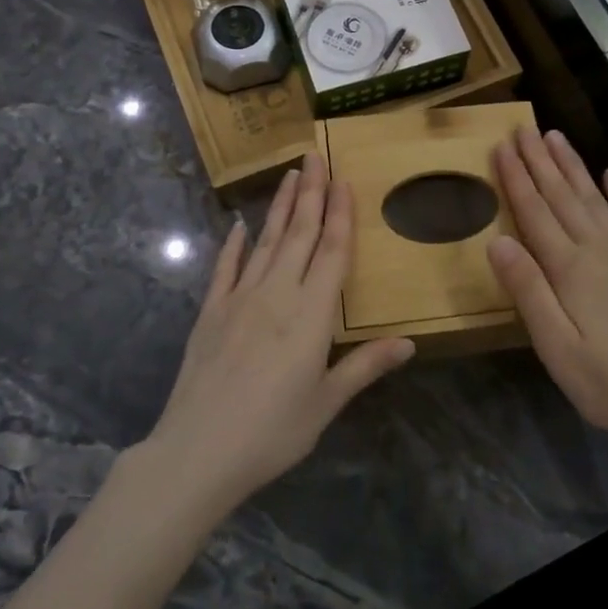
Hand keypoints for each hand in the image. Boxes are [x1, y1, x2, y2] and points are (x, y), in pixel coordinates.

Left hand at [143, 152, 414, 513]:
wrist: (197, 452)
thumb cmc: (272, 432)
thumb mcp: (326, 403)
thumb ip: (365, 366)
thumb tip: (410, 343)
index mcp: (311, 315)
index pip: (332, 252)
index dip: (341, 214)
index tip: (344, 180)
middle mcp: (277, 294)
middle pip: (300, 234)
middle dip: (311, 193)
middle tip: (315, 156)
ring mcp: (240, 299)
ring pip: (266, 242)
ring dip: (281, 208)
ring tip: (290, 175)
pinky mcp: (211, 312)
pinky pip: (225, 268)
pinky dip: (233, 244)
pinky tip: (238, 225)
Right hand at [487, 127, 607, 454]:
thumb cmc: (607, 380)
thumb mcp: (555, 346)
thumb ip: (527, 290)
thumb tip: (497, 241)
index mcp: (569, 267)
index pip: (535, 211)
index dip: (516, 177)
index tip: (502, 145)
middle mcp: (597, 248)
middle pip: (562, 195)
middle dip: (540, 160)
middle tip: (524, 127)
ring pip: (593, 197)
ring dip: (572, 166)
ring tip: (556, 137)